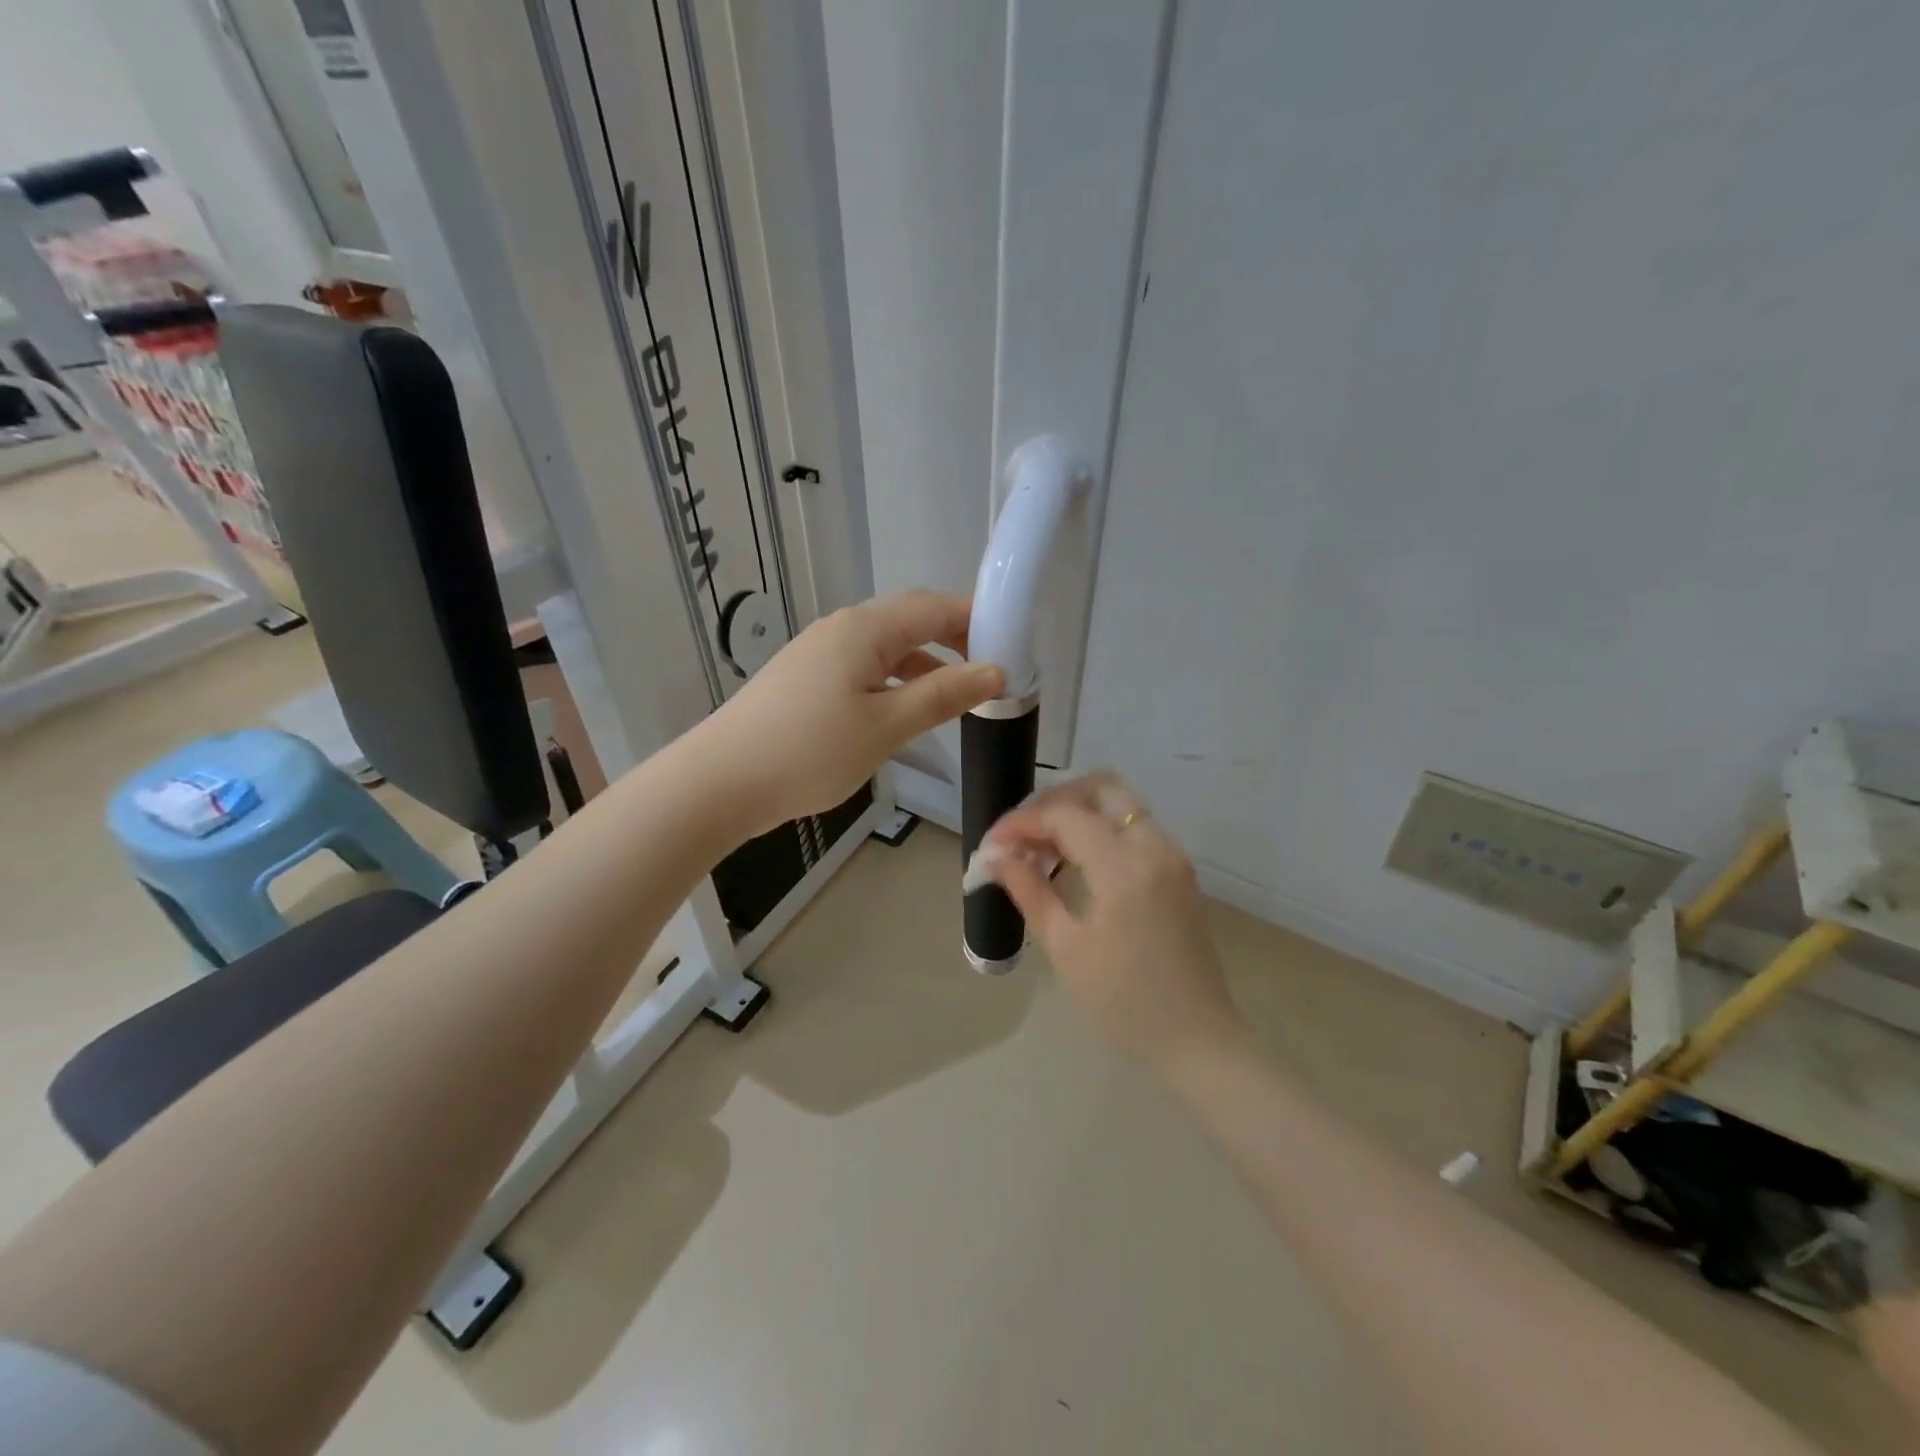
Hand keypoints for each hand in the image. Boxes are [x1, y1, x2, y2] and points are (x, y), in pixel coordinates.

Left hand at [698, 590, 1004, 837]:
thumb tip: (995, 671)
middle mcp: (842, 628)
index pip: (935, 606)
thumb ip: (942, 695)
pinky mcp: (806, 677)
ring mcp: (820, 651)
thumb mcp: (886, 726)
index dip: (978, 619)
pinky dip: (894, 680)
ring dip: (925, 664)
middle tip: (991, 671)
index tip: (1014, 645)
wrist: (720, 781)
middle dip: (955, 640)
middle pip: (911, 620)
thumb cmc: (810, 751)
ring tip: (959, 695)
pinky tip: (905, 709)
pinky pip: (864, 666)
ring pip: (887, 646)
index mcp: (865, 629)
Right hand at [981, 773, 1249, 1075]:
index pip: (1064, 816)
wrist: (1198, 1042)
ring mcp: (1172, 856)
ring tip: (1038, 849)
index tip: (990, 845)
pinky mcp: (1177, 871)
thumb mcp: (1066, 948)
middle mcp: (1155, 846)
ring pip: (1119, 805)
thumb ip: (1029, 891)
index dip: (1020, 823)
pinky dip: (1099, 830)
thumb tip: (994, 858)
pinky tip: (1071, 861)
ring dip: (1076, 814)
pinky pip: (1133, 828)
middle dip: (1054, 801)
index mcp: (1126, 867)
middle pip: (1100, 788)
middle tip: (1020, 834)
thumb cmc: (1124, 1004)